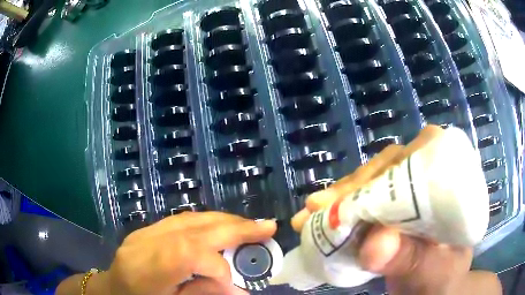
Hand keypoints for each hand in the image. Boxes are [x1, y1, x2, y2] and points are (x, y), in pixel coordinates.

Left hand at [81, 212, 275, 294]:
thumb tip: (239, 289)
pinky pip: (182, 220)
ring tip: (251, 226)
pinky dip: (208, 221)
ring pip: (189, 219)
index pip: (186, 253)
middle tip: (267, 227)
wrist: (111, 291)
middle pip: (192, 228)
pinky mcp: (147, 229)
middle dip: (233, 228)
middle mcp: (143, 244)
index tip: (237, 283)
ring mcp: (144, 232)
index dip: (218, 265)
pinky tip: (223, 226)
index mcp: (144, 270)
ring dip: (223, 221)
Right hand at [290, 126, 501, 294]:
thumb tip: (374, 245)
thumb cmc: (442, 279)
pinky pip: (363, 202)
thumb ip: (411, 259)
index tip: (354, 195)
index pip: (420, 156)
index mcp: (451, 185)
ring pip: (372, 183)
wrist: (433, 290)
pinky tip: (316, 219)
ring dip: (339, 197)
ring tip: (309, 214)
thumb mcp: (431, 272)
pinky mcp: (389, 212)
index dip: (387, 170)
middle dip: (354, 186)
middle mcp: (429, 182)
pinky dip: (339, 211)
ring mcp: (407, 196)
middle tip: (318, 206)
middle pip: (390, 167)